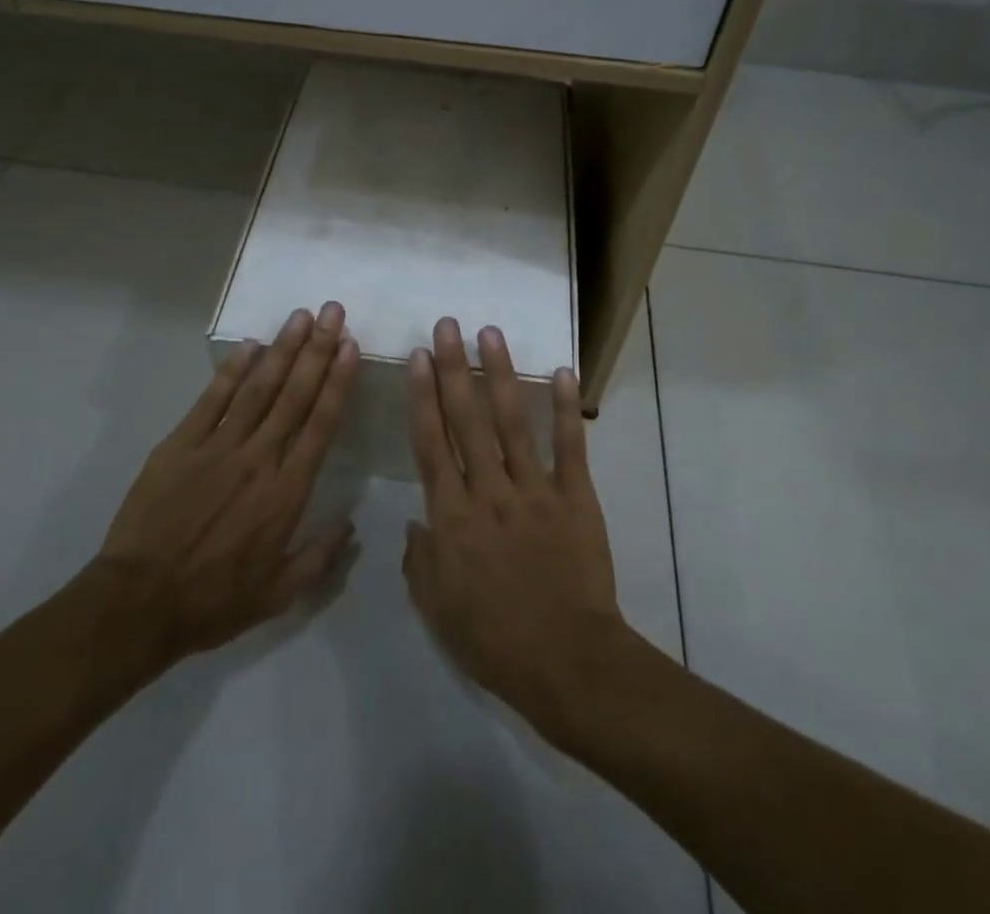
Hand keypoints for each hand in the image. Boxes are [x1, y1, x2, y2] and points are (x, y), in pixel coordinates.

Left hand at [85, 302, 360, 672]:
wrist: (139, 604)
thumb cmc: (214, 601)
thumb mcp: (279, 594)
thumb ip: (320, 556)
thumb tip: (351, 523)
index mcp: (287, 491)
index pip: (321, 423)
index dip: (338, 381)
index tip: (351, 347)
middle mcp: (259, 458)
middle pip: (295, 394)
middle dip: (317, 349)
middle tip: (333, 312)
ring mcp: (218, 446)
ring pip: (258, 387)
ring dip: (283, 349)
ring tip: (301, 316)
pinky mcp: (181, 444)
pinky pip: (212, 399)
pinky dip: (232, 370)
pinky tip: (250, 345)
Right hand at [402, 317, 626, 740]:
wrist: (567, 664)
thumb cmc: (494, 641)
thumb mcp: (437, 610)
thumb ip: (420, 561)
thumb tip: (415, 523)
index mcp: (451, 518)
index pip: (430, 445)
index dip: (422, 397)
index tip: (419, 358)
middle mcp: (488, 493)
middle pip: (466, 421)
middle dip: (454, 369)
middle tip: (447, 326)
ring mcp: (534, 491)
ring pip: (512, 422)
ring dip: (500, 375)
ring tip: (490, 334)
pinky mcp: (575, 498)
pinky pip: (569, 447)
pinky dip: (565, 409)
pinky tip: (560, 372)